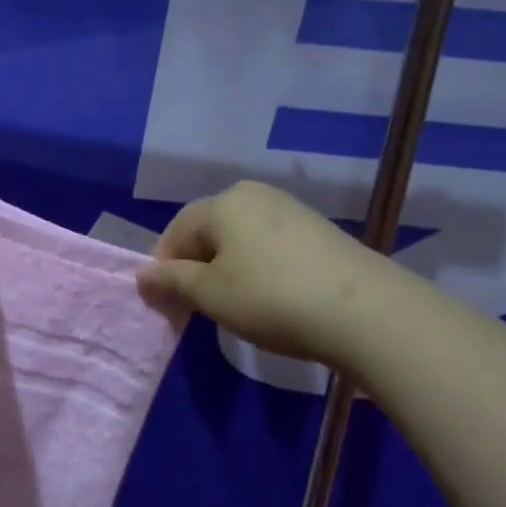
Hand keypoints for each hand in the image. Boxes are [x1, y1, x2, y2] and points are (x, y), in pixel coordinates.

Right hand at [138, 181, 396, 365]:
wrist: (363, 311)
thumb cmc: (270, 298)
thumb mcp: (210, 294)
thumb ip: (172, 280)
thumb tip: (142, 274)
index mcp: (222, 203)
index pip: (175, 231)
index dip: (163, 267)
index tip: (163, 302)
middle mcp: (254, 195)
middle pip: (208, 230)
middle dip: (194, 266)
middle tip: (194, 305)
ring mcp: (289, 209)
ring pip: (239, 238)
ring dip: (225, 267)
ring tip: (231, 303)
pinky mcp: (317, 230)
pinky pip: (268, 244)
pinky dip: (256, 267)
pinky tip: (267, 296)